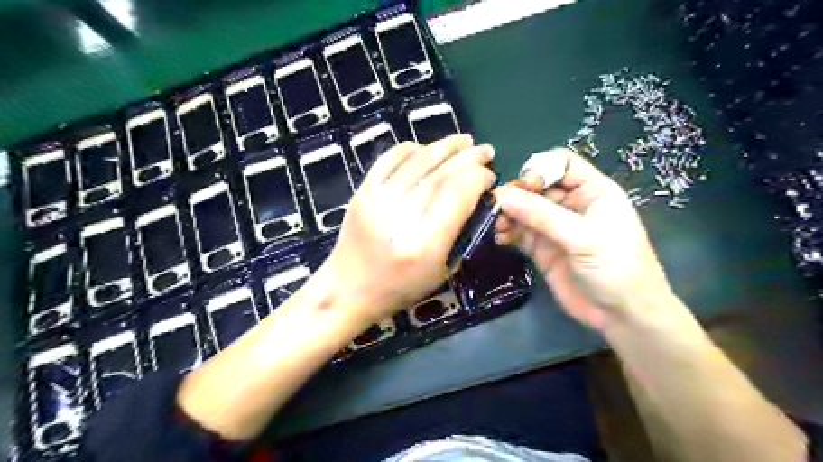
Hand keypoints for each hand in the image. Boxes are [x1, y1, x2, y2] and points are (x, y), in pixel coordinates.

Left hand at [325, 135, 497, 324]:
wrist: (348, 288)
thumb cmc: (400, 287)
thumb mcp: (442, 270)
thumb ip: (461, 231)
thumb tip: (476, 196)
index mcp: (424, 243)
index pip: (457, 194)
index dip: (478, 177)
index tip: (489, 176)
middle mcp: (401, 216)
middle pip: (440, 173)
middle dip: (468, 158)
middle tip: (485, 151)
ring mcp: (377, 199)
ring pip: (417, 160)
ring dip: (445, 146)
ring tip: (463, 141)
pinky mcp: (362, 191)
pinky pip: (389, 158)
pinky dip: (411, 148)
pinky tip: (426, 148)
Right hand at [495, 148, 674, 331]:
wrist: (623, 315)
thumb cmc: (616, 267)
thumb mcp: (583, 237)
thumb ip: (542, 215)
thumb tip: (503, 196)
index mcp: (592, 191)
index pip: (562, 164)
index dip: (541, 168)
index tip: (524, 186)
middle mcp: (571, 205)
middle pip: (537, 187)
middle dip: (518, 194)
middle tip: (498, 207)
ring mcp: (555, 228)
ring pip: (525, 210)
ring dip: (508, 214)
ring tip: (497, 225)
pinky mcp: (543, 249)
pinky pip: (520, 233)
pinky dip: (508, 233)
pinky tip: (501, 239)